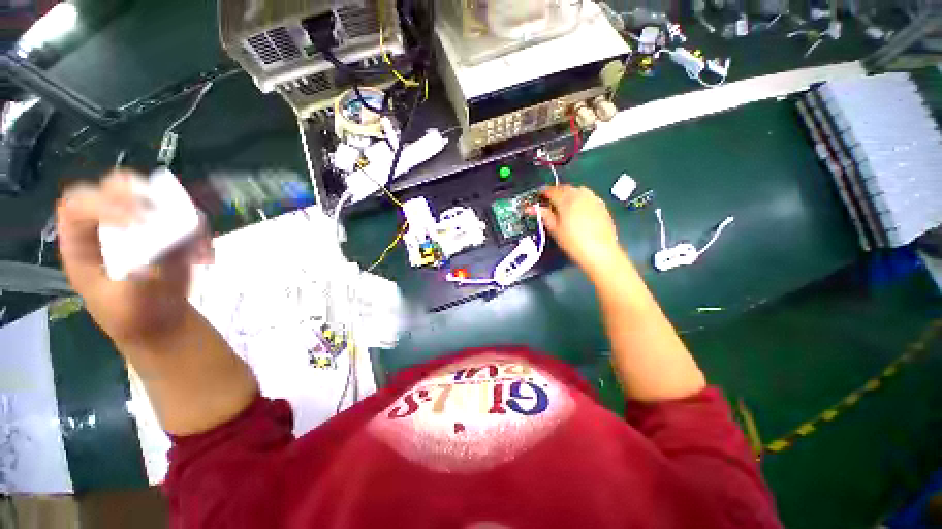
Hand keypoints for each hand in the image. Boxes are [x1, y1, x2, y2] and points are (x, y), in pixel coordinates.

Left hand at [57, 171, 210, 343]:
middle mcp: (107, 227)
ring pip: (150, 194)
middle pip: (111, 187)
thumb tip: (156, 253)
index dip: (101, 205)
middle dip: (135, 192)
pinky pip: (186, 216)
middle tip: (159, 210)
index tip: (135, 223)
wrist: (162, 321)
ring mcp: (141, 225)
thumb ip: (138, 280)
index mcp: (82, 245)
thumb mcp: (128, 306)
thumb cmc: (135, 317)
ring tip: (193, 238)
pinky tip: (205, 254)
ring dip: (176, 211)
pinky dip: (200, 229)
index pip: (79, 208)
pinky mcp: (168, 230)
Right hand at [538, 185, 624, 277]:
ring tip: (564, 205)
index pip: (551, 191)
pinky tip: (578, 209)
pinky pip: (588, 196)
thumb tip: (532, 208)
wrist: (600, 251)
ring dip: (569, 193)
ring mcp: (592, 198)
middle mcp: (580, 194)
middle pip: (565, 188)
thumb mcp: (554, 230)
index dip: (543, 193)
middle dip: (556, 192)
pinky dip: (580, 198)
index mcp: (566, 200)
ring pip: (577, 190)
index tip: (539, 197)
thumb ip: (544, 215)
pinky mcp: (601, 205)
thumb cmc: (572, 242)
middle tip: (550, 202)